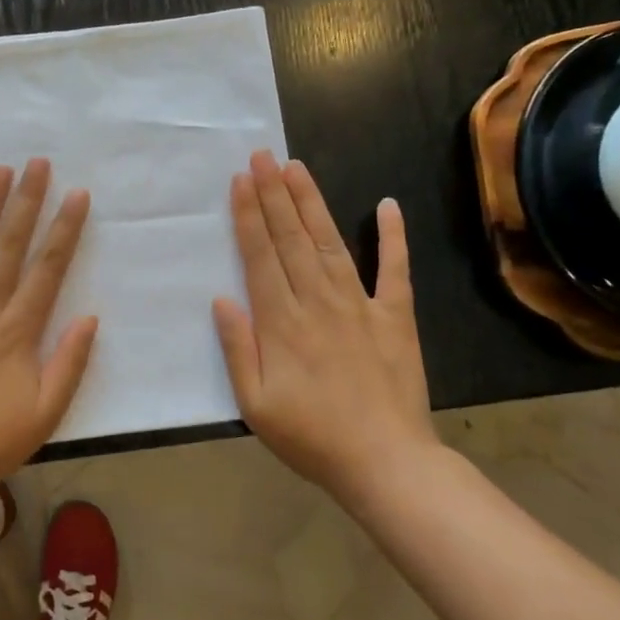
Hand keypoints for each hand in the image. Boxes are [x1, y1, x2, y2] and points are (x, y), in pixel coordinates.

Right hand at [213, 150, 439, 505]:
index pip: (260, 256)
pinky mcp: (396, 317)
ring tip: (296, 168)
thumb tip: (222, 299)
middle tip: (262, 156)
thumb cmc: (311, 437)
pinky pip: (396, 270)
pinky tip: (388, 205)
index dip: (248, 216)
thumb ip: (238, 348)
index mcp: (282, 322)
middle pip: (291, 239)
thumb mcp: (255, 403)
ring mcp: (361, 306)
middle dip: (273, 194)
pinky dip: (393, 236)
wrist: (385, 463)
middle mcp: (318, 302)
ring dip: (312, 203)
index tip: (240, 181)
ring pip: (331, 243)